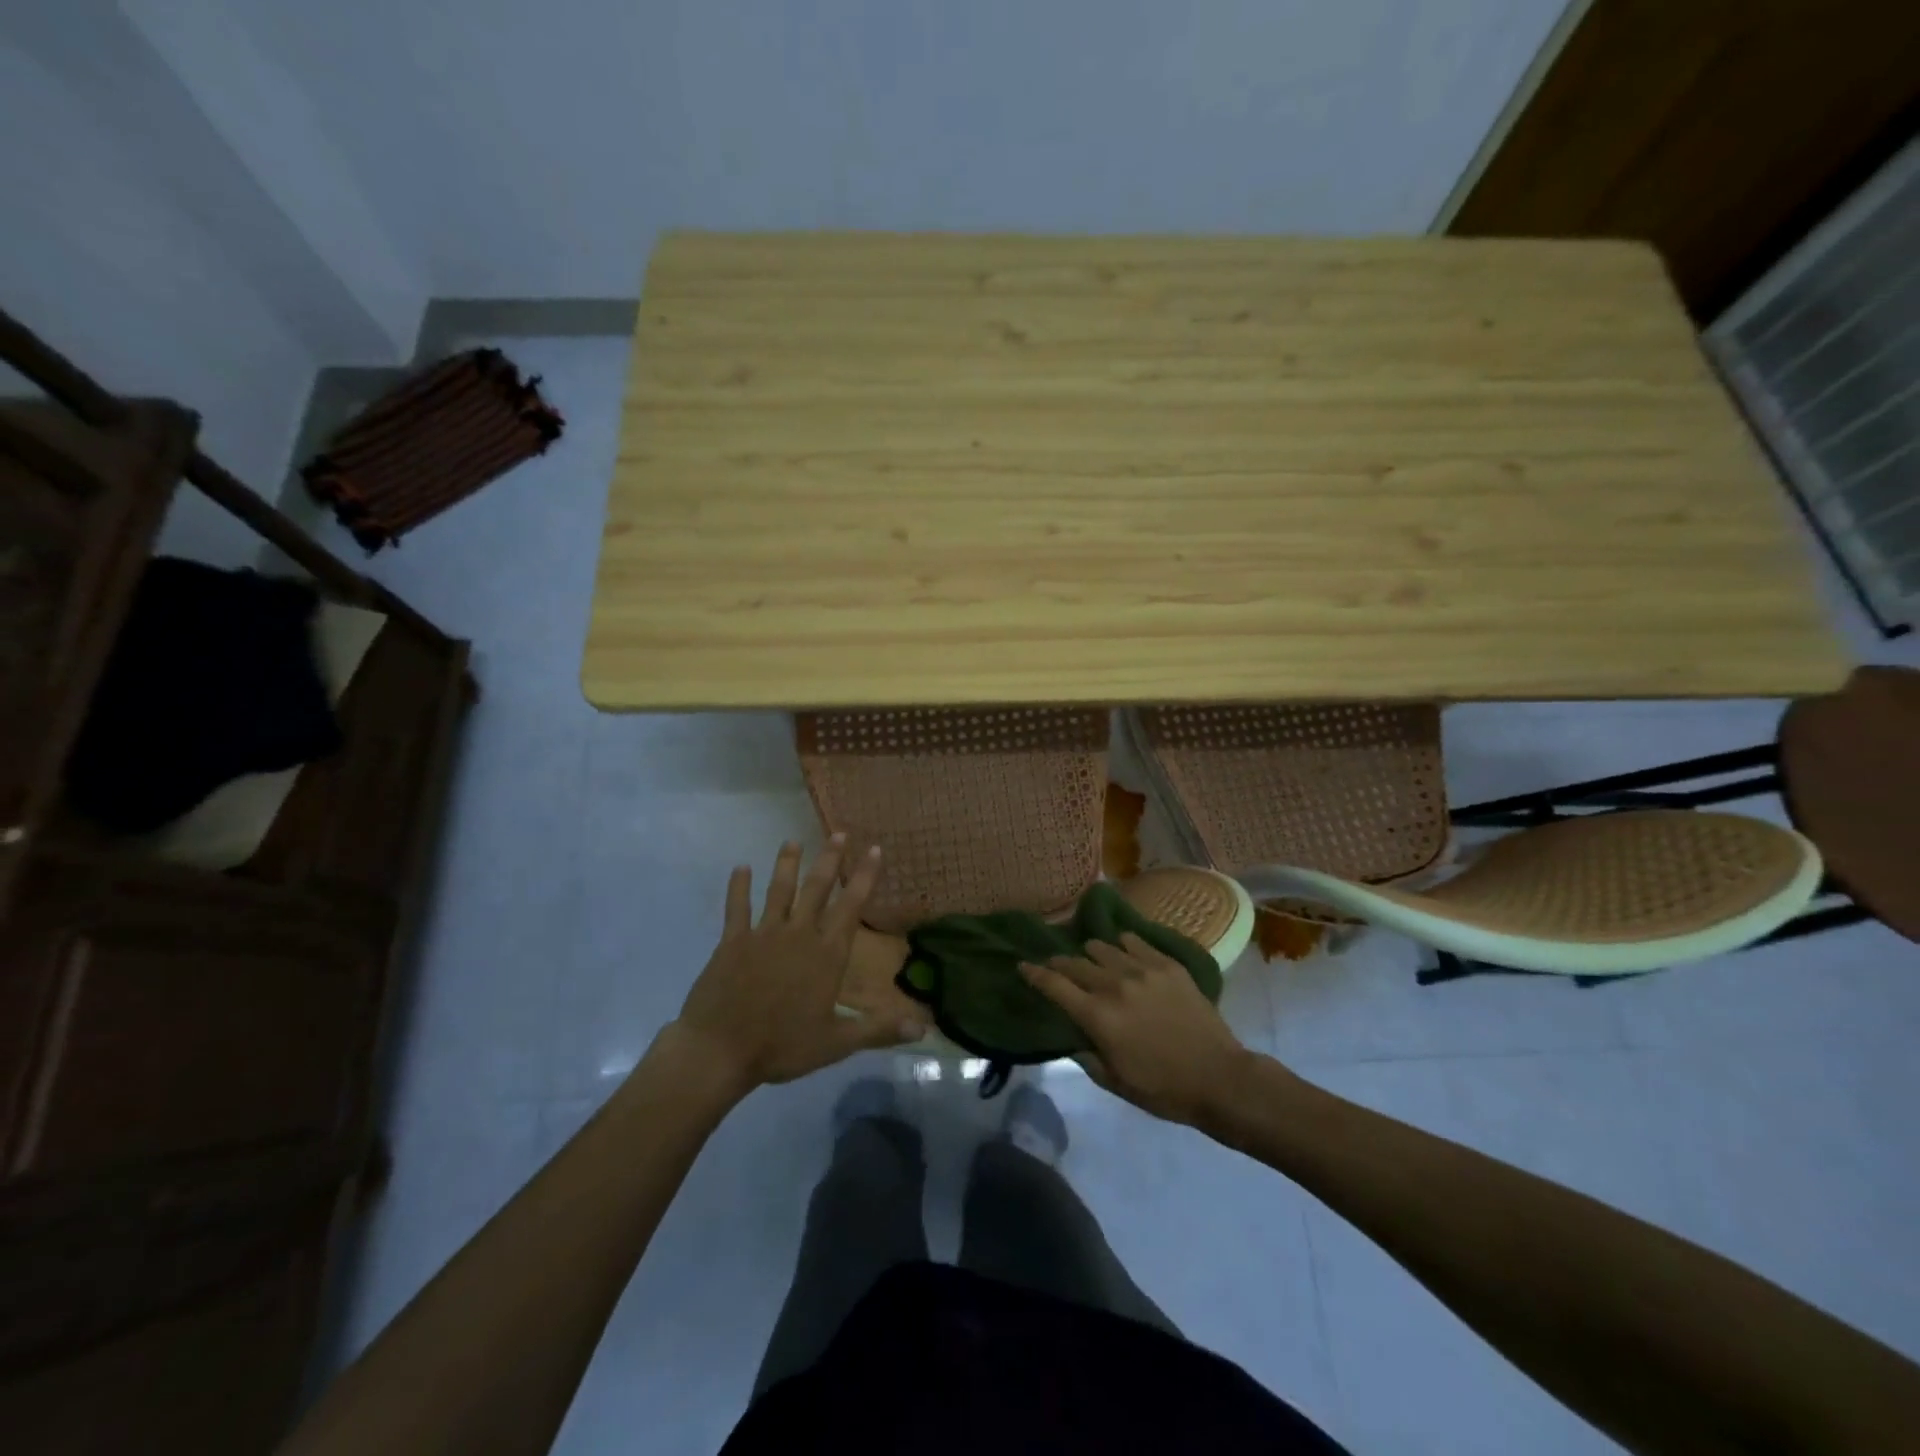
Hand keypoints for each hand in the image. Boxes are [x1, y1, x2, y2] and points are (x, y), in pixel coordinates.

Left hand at [672, 839, 925, 1090]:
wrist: (720, 1049)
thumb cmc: (782, 1046)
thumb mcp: (837, 1043)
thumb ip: (879, 1030)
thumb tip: (924, 1028)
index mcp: (826, 955)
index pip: (851, 907)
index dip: (865, 877)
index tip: (875, 850)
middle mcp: (798, 934)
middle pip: (817, 889)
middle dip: (830, 860)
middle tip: (839, 833)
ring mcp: (763, 934)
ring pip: (779, 890)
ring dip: (787, 864)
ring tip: (793, 841)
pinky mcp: (732, 941)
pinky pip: (737, 908)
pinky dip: (739, 887)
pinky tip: (740, 868)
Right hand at [1020, 932, 1253, 1126]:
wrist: (1219, 1078)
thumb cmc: (1163, 1089)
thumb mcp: (1115, 1083)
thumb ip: (1086, 1057)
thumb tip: (1071, 1037)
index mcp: (1098, 1016)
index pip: (1055, 985)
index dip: (1034, 973)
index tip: (1023, 966)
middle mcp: (1115, 985)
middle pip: (1076, 962)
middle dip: (1060, 963)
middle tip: (1055, 965)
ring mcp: (1143, 970)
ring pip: (1104, 947)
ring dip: (1091, 953)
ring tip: (1090, 958)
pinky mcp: (1168, 965)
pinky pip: (1136, 942)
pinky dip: (1122, 944)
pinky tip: (1122, 948)